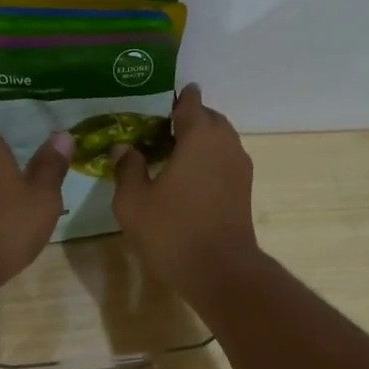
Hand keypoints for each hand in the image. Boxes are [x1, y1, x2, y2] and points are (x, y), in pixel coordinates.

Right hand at [111, 84, 257, 292]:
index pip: (190, 103)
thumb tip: (124, 148)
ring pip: (220, 140)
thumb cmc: (173, 231)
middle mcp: (225, 144)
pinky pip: (225, 160)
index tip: (162, 98)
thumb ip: (127, 169)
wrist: (220, 271)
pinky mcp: (244, 189)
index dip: (177, 98)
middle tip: (160, 128)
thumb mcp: (133, 202)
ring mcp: (239, 167)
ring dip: (200, 140)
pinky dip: (209, 159)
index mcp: (200, 137)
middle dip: (189, 118)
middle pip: (209, 119)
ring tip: (173, 152)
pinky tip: (187, 176)